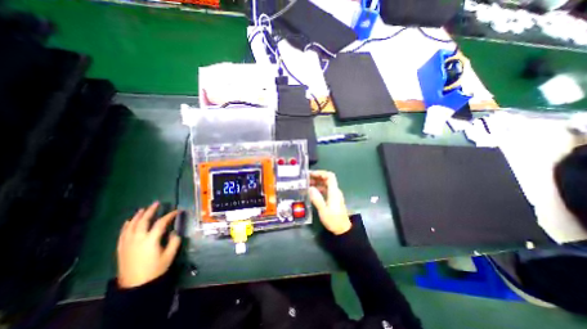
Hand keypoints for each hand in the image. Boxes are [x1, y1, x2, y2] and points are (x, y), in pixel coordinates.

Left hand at [115, 202, 181, 288]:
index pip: (161, 223)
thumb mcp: (169, 255)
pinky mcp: (121, 248)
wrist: (135, 285)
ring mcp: (127, 243)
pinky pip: (122, 234)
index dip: (170, 215)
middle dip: (150, 211)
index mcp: (151, 240)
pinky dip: (126, 226)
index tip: (177, 211)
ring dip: (138, 216)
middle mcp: (138, 239)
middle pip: (143, 221)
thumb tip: (174, 232)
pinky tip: (129, 221)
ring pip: (131, 226)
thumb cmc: (155, 269)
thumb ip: (174, 241)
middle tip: (156, 203)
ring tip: (143, 209)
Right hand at [308, 171, 349, 234]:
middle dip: (317, 177)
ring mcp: (334, 195)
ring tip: (306, 184)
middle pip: (327, 179)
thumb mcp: (323, 211)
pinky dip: (318, 188)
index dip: (321, 173)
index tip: (311, 174)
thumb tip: (310, 188)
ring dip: (317, 182)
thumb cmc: (333, 220)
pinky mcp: (332, 199)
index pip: (330, 176)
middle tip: (306, 178)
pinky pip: (325, 189)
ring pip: (325, 184)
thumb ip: (317, 199)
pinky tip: (311, 191)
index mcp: (334, 192)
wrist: (342, 229)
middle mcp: (335, 191)